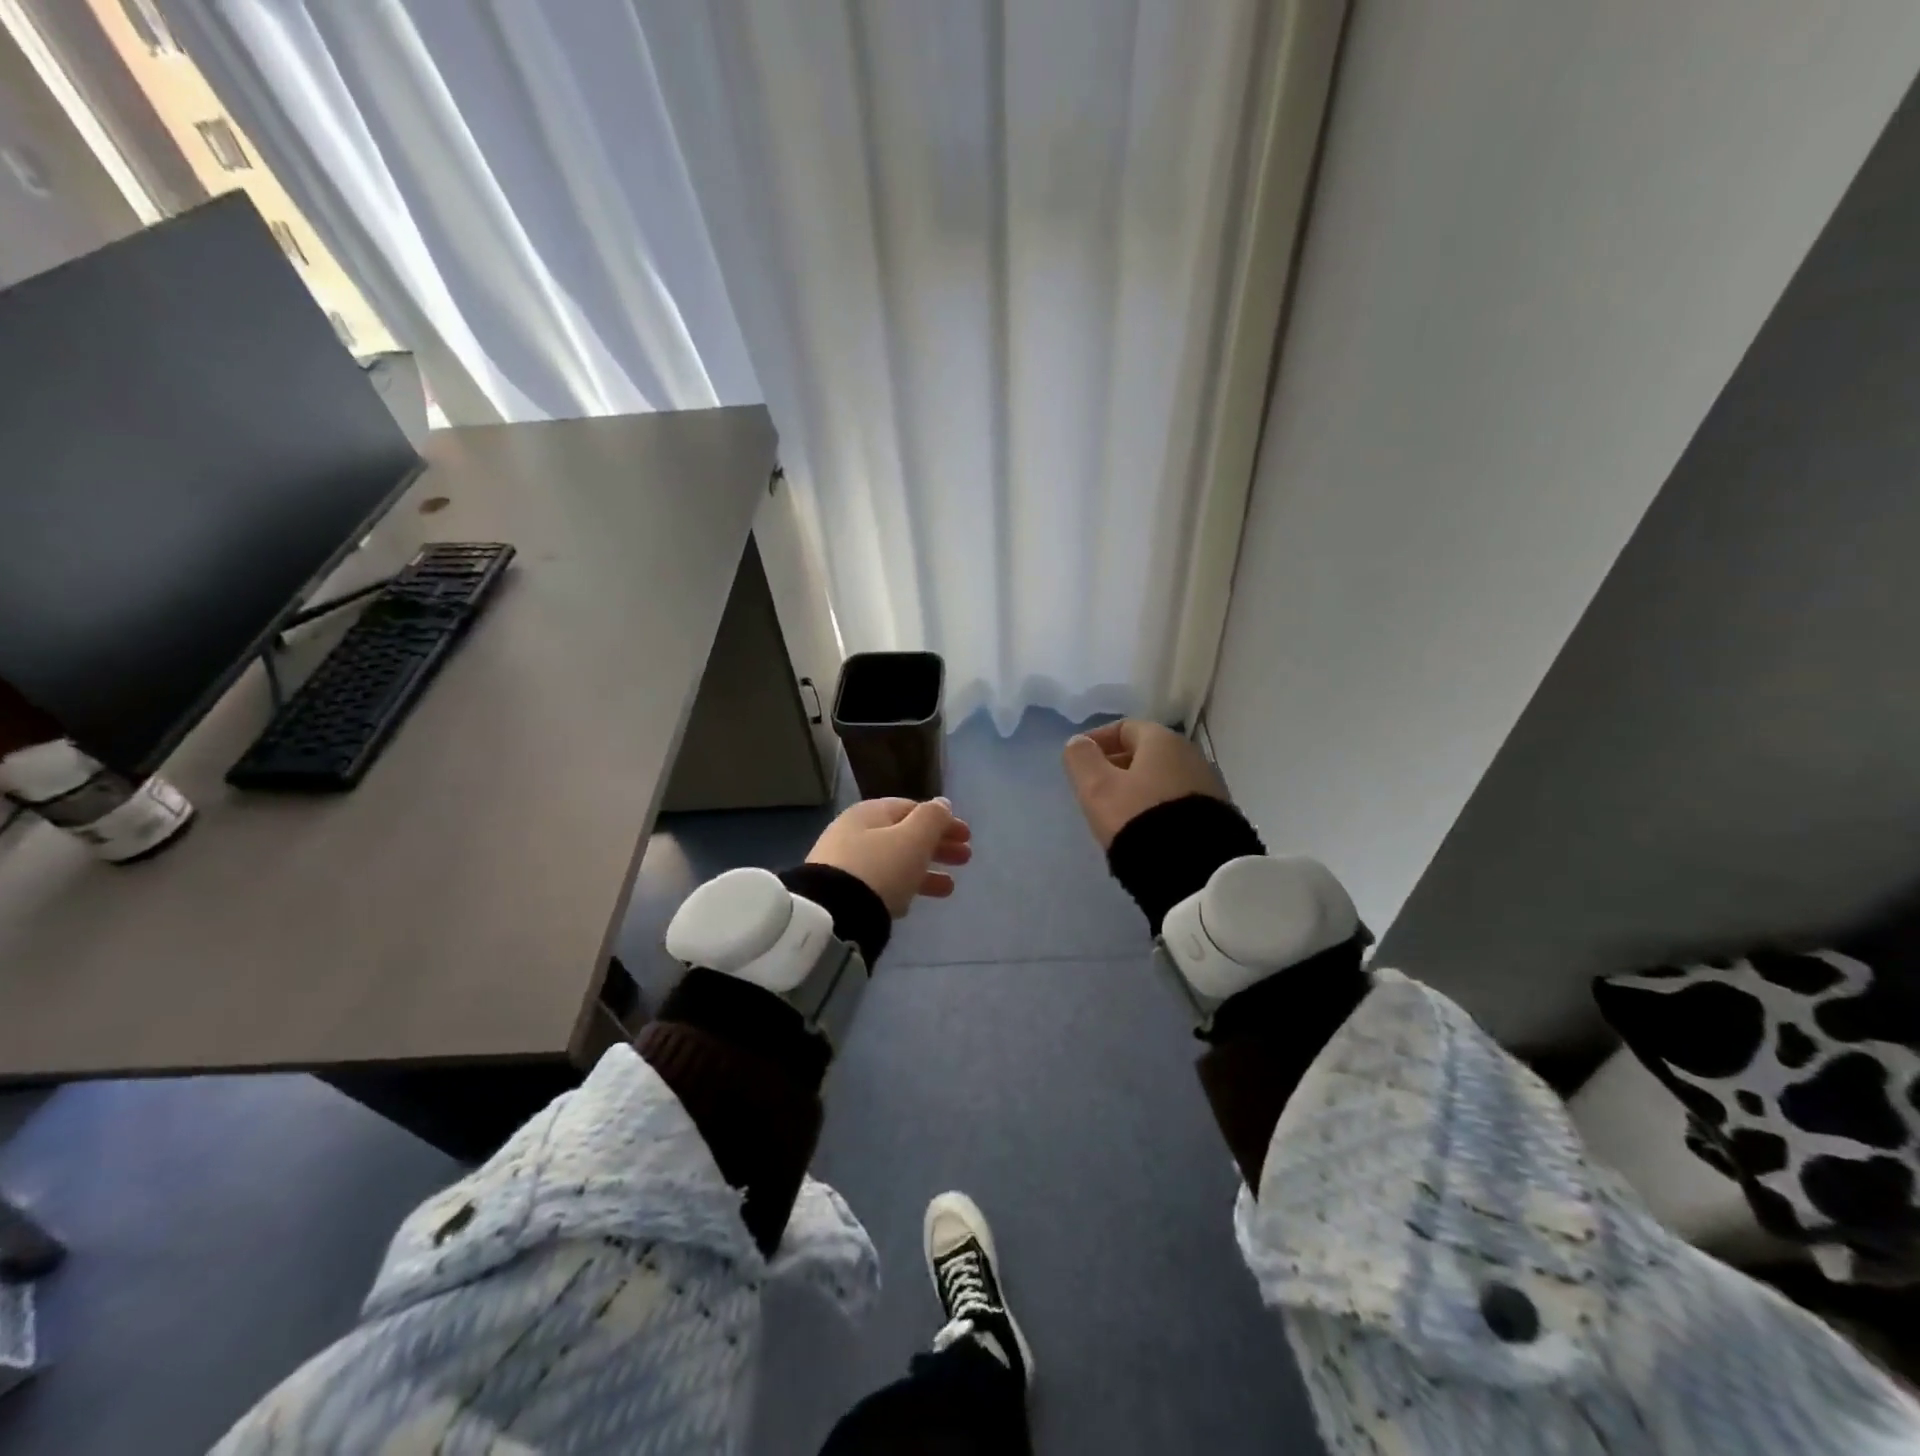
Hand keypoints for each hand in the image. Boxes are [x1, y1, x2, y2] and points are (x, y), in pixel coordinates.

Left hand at [806, 798, 971, 916]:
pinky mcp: (841, 893)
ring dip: (924, 871)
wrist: (832, 915)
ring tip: (949, 889)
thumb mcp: (913, 838)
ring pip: (894, 862)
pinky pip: (879, 884)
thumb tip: (942, 803)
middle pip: (903, 836)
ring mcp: (845, 864)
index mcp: (869, 813)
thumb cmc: (880, 868)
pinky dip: (901, 888)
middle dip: (937, 846)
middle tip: (965, 859)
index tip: (967, 836)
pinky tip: (913, 904)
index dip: (942, 820)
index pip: (911, 808)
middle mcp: (853, 833)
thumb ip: (932, 818)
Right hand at [1062, 719, 1228, 849]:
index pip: (1124, 728)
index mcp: (1163, 740)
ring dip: (1137, 788)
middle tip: (1095, 788)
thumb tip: (1078, 743)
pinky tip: (1145, 828)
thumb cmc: (1138, 816)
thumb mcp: (1098, 788)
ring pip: (1162, 778)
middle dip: (1117, 765)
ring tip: (1117, 812)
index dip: (1097, 740)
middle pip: (1146, 752)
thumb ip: (1082, 759)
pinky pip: (1177, 801)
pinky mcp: (1217, 815)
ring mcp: (1208, 785)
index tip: (1079, 761)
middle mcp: (1191, 755)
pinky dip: (1156, 805)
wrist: (1195, 867)